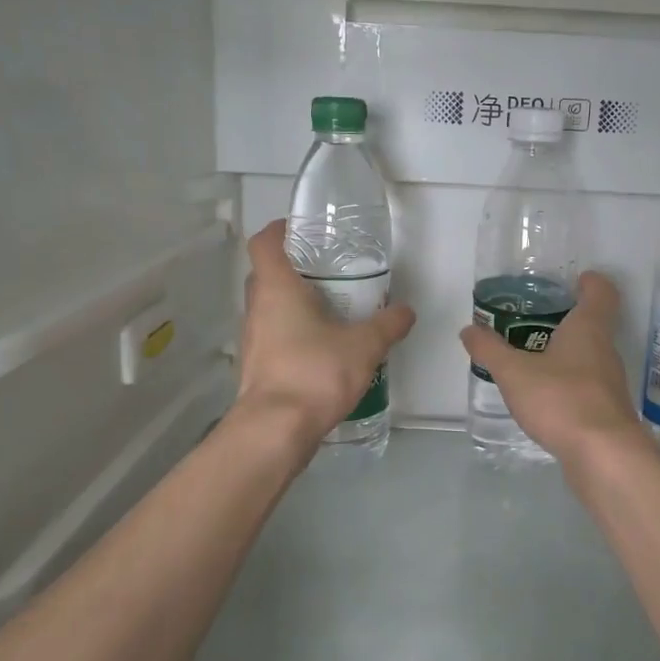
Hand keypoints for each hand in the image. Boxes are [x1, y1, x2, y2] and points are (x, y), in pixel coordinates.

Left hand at [236, 220, 415, 446]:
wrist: (276, 430)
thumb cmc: (315, 372)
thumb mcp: (364, 345)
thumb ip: (387, 325)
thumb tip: (406, 311)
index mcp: (276, 288)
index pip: (264, 242)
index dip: (280, 230)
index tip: (304, 231)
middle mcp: (257, 308)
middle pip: (267, 274)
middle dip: (295, 268)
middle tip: (329, 271)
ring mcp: (253, 339)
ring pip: (271, 308)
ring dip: (295, 304)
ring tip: (333, 309)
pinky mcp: (258, 366)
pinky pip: (275, 336)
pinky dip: (295, 333)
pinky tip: (324, 347)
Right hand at [458, 271, 644, 463]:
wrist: (604, 455)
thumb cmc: (562, 399)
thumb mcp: (514, 373)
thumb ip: (490, 350)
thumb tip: (469, 329)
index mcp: (589, 329)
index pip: (601, 292)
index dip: (591, 282)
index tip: (576, 279)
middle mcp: (605, 350)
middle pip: (594, 324)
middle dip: (569, 319)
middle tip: (537, 319)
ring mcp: (610, 383)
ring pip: (590, 357)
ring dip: (568, 354)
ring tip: (534, 358)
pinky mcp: (607, 412)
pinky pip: (587, 387)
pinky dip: (569, 384)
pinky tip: (545, 397)